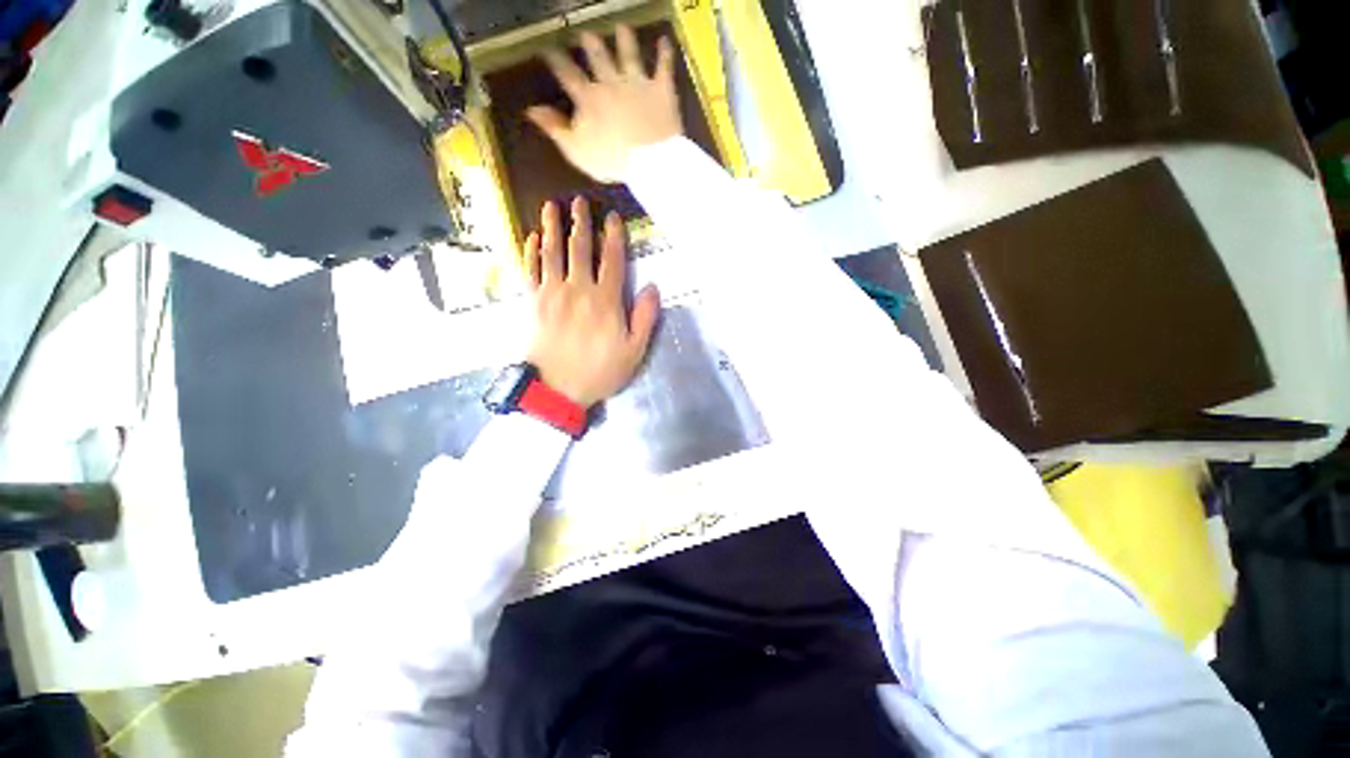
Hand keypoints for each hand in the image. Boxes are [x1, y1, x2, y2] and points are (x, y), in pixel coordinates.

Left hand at [522, 197, 660, 407]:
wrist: (556, 389)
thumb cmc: (599, 371)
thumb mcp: (634, 351)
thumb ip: (645, 318)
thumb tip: (653, 287)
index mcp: (605, 300)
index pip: (613, 260)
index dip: (614, 236)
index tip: (612, 217)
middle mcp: (578, 289)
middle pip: (580, 249)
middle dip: (580, 222)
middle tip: (579, 201)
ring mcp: (552, 293)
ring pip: (552, 253)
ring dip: (551, 227)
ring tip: (551, 206)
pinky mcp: (532, 302)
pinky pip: (530, 270)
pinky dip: (530, 252)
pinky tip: (531, 238)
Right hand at [527, 25, 683, 182]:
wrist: (649, 160)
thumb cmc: (611, 160)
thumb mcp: (577, 150)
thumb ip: (555, 128)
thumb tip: (530, 109)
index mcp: (589, 98)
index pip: (567, 74)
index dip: (556, 60)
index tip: (547, 47)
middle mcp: (611, 82)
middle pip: (598, 57)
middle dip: (590, 43)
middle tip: (585, 33)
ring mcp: (637, 83)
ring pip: (629, 54)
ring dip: (625, 39)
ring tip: (621, 27)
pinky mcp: (661, 89)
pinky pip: (664, 66)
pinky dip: (664, 52)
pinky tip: (664, 39)